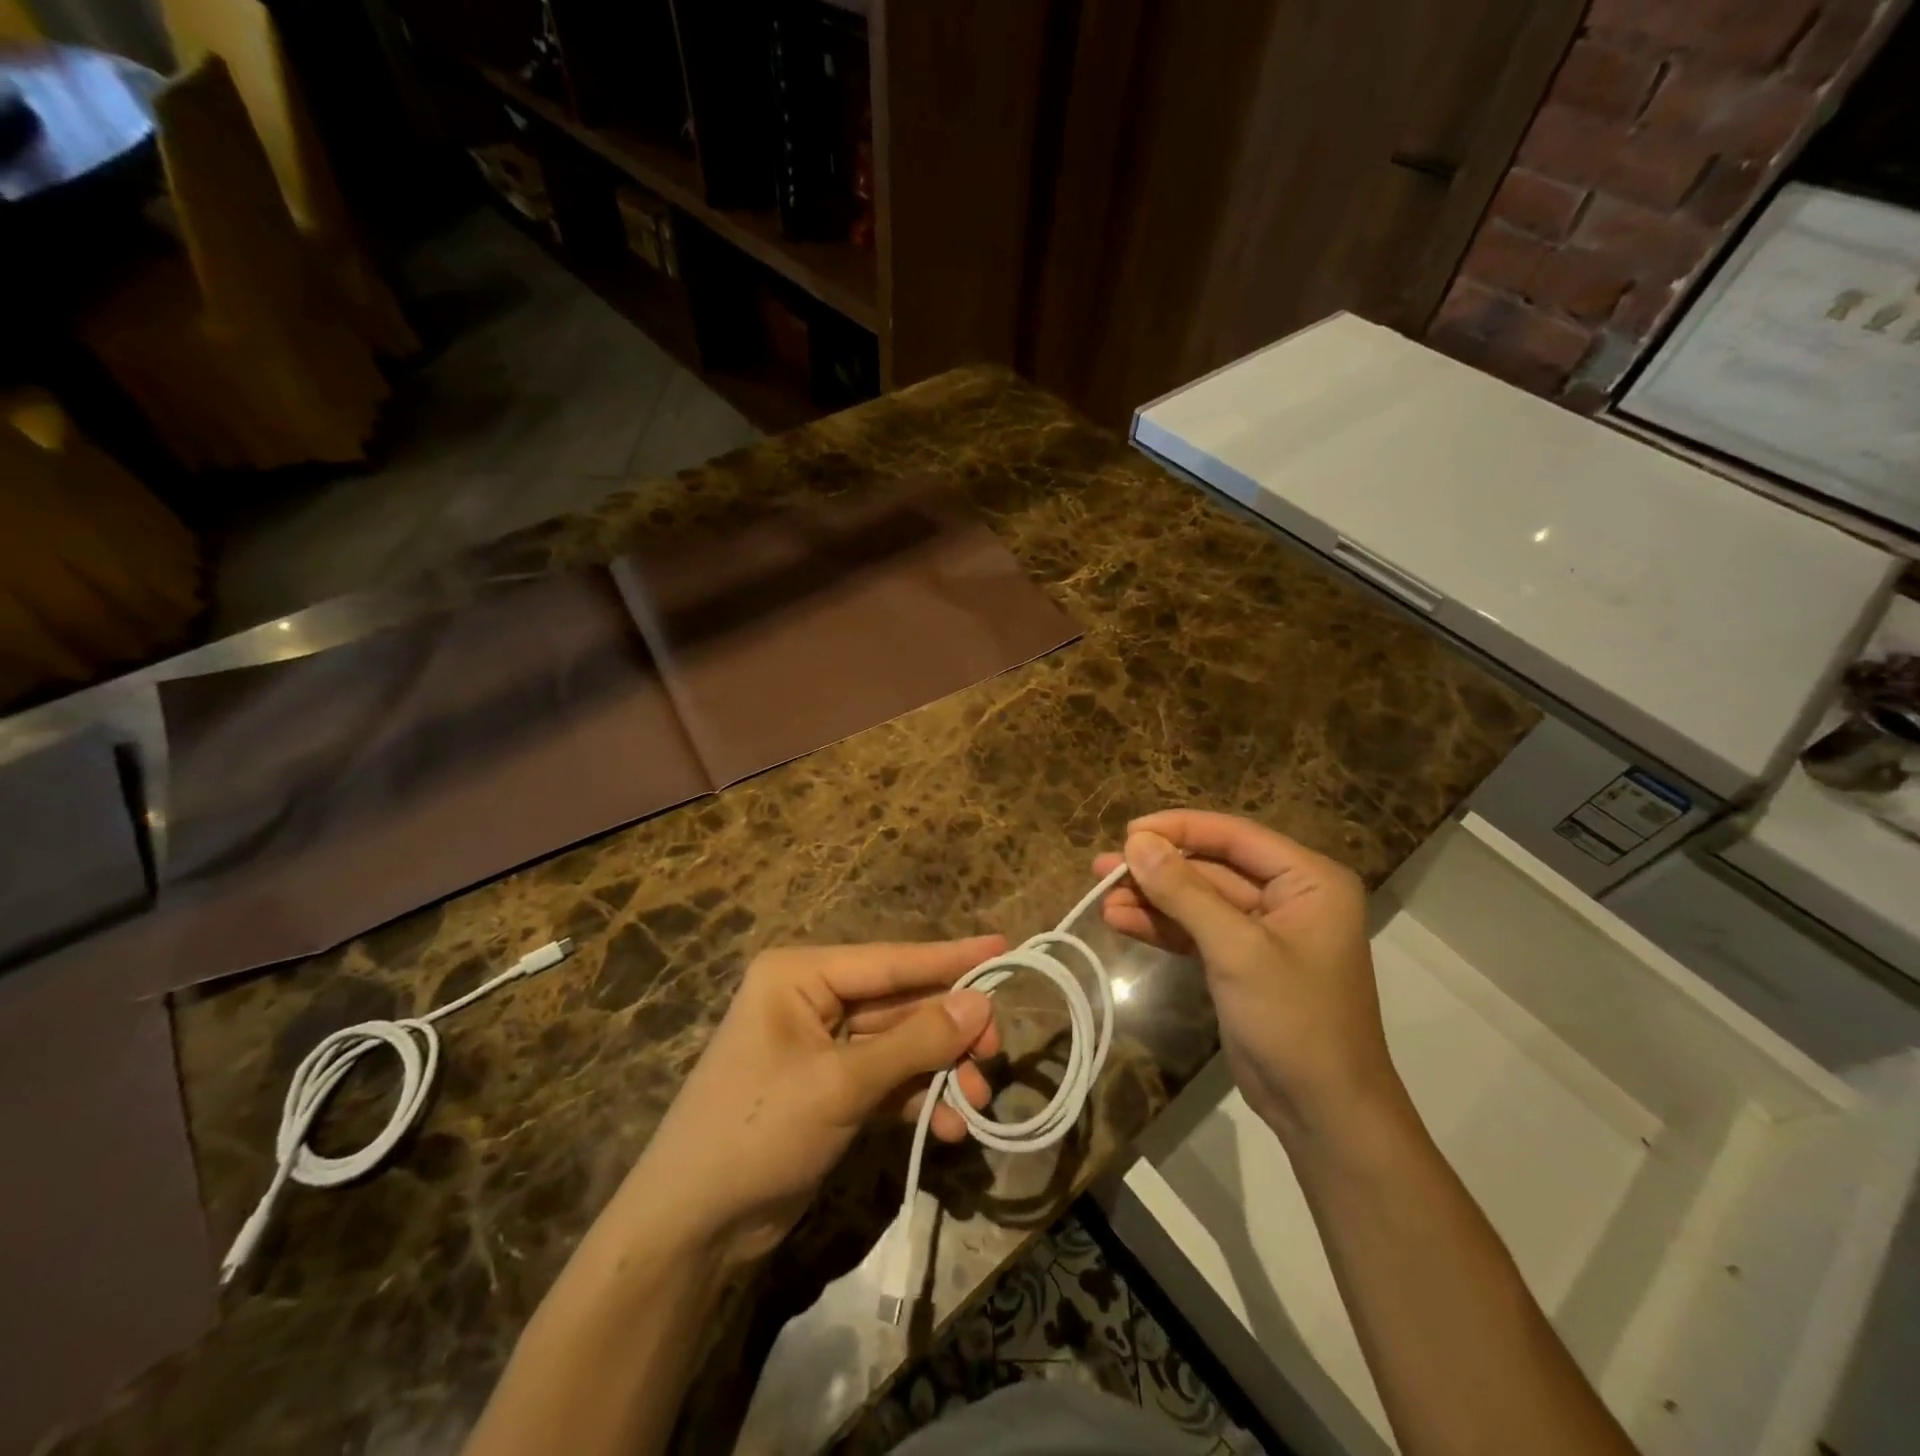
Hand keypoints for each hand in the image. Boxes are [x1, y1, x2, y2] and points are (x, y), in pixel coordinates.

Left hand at [615, 937, 1004, 1267]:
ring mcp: (822, 1047)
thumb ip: (915, 1043)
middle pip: (899, 1004)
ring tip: (981, 1100)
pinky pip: (888, 1081)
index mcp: (801, 975)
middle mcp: (813, 1000)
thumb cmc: (757, 1130)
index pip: (889, 961)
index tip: (1003, 947)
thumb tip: (982, 1004)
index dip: (949, 958)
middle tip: (997, 1049)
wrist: (692, 1230)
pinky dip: (919, 1099)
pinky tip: (951, 1126)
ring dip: (940, 1071)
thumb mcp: (841, 1083)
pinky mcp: (831, 1090)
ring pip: (899, 1046)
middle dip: (948, 1031)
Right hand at [1093, 811, 1397, 1142]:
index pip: (1235, 836)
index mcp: (1309, 880)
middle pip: (1212, 867)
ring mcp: (1263, 930)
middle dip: (1157, 869)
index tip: (1127, 832)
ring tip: (1100, 897)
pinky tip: (1120, 921)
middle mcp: (1289, 896)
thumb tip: (1136, 842)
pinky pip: (1196, 929)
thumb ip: (1185, 892)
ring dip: (1151, 898)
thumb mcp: (1237, 951)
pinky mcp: (1240, 960)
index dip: (1179, 829)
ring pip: (1198, 899)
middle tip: (1102, 867)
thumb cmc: (1294, 1020)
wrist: (1323, 1112)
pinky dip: (1161, 926)